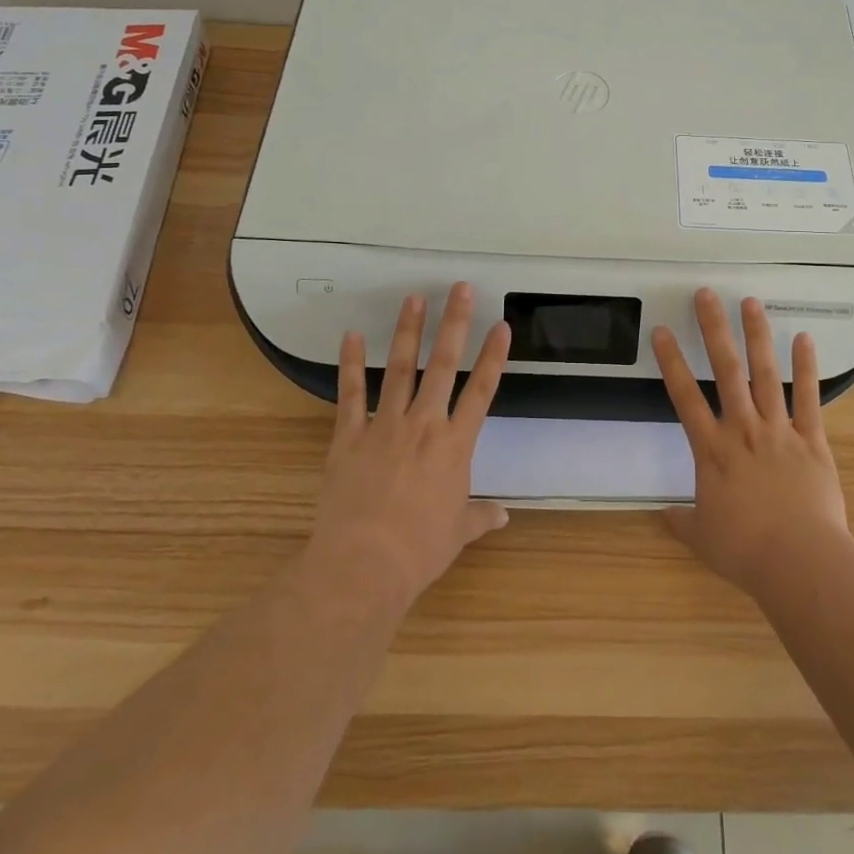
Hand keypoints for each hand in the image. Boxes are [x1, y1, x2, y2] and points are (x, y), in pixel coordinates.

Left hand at [305, 283, 511, 609]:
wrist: (364, 565)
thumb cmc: (419, 550)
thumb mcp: (457, 534)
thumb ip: (479, 517)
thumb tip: (503, 516)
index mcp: (455, 446)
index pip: (481, 392)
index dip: (493, 357)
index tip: (500, 326)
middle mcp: (424, 425)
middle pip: (443, 366)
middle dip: (453, 324)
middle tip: (459, 289)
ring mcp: (385, 426)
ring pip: (400, 369)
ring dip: (408, 332)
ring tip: (414, 299)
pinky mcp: (350, 436)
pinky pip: (351, 393)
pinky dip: (350, 364)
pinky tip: (352, 335)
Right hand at [652, 289, 850, 595]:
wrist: (800, 561)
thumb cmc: (745, 550)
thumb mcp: (703, 538)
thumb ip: (681, 521)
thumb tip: (661, 515)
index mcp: (712, 450)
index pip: (685, 397)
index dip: (671, 362)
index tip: (662, 331)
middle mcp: (743, 429)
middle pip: (726, 370)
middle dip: (714, 329)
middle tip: (707, 295)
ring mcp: (779, 430)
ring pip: (765, 374)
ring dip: (757, 336)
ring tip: (751, 302)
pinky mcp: (812, 440)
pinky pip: (809, 398)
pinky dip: (807, 368)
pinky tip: (804, 339)